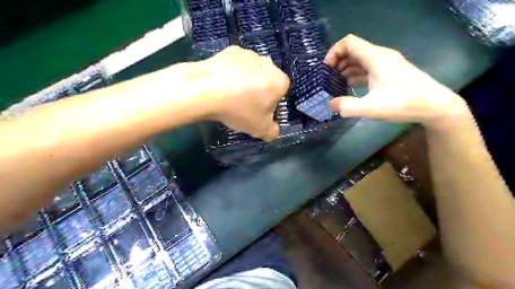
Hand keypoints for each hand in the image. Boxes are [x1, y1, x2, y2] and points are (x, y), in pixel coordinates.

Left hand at [197, 46, 288, 140]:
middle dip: (259, 92)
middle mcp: (269, 63)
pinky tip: (222, 83)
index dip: (270, 105)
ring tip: (230, 94)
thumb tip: (273, 131)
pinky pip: (237, 65)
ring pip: (252, 72)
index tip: (257, 112)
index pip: (281, 94)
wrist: (206, 90)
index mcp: (279, 81)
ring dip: (246, 82)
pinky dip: (233, 73)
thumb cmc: (239, 110)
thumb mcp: (260, 130)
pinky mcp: (232, 49)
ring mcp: (249, 54)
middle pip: (267, 82)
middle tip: (244, 105)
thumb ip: (272, 132)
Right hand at [325, 34, 468, 126]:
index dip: (333, 52)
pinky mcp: (390, 72)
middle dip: (337, 62)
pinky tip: (350, 87)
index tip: (326, 69)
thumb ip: (347, 106)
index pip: (349, 42)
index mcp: (376, 58)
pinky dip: (355, 74)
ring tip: (335, 84)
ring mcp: (386, 63)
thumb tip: (330, 104)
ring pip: (360, 59)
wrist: (435, 106)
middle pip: (353, 50)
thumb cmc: (403, 103)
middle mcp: (380, 56)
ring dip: (345, 69)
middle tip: (328, 79)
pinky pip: (367, 68)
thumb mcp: (371, 108)